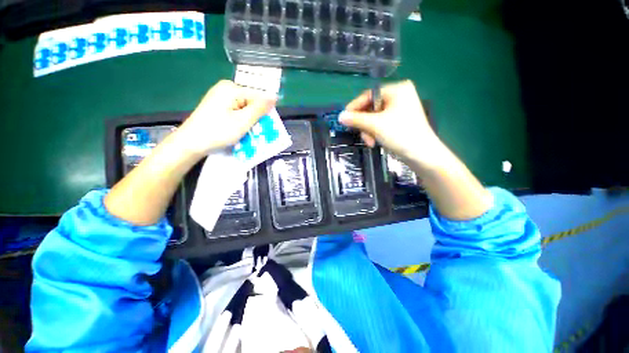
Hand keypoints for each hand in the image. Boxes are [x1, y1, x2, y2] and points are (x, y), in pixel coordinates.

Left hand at [175, 80, 276, 156]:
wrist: (191, 143)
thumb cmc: (218, 132)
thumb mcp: (243, 121)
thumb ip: (259, 108)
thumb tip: (274, 96)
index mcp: (232, 88)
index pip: (259, 97)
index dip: (264, 112)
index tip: (264, 127)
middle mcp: (226, 89)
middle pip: (252, 103)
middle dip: (256, 118)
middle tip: (254, 132)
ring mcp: (221, 97)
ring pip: (245, 109)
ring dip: (249, 122)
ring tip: (246, 133)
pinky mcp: (218, 106)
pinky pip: (237, 112)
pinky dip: (241, 122)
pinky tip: (238, 131)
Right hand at [340, 80, 446, 168]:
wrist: (422, 155)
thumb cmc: (400, 134)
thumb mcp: (375, 125)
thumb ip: (356, 119)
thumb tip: (340, 116)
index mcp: (397, 90)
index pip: (369, 95)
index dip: (355, 107)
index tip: (343, 117)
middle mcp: (399, 96)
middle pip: (371, 108)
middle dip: (364, 124)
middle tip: (361, 135)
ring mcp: (400, 109)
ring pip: (374, 118)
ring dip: (369, 131)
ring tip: (370, 142)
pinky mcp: (400, 121)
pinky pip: (381, 123)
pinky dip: (375, 133)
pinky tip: (375, 142)